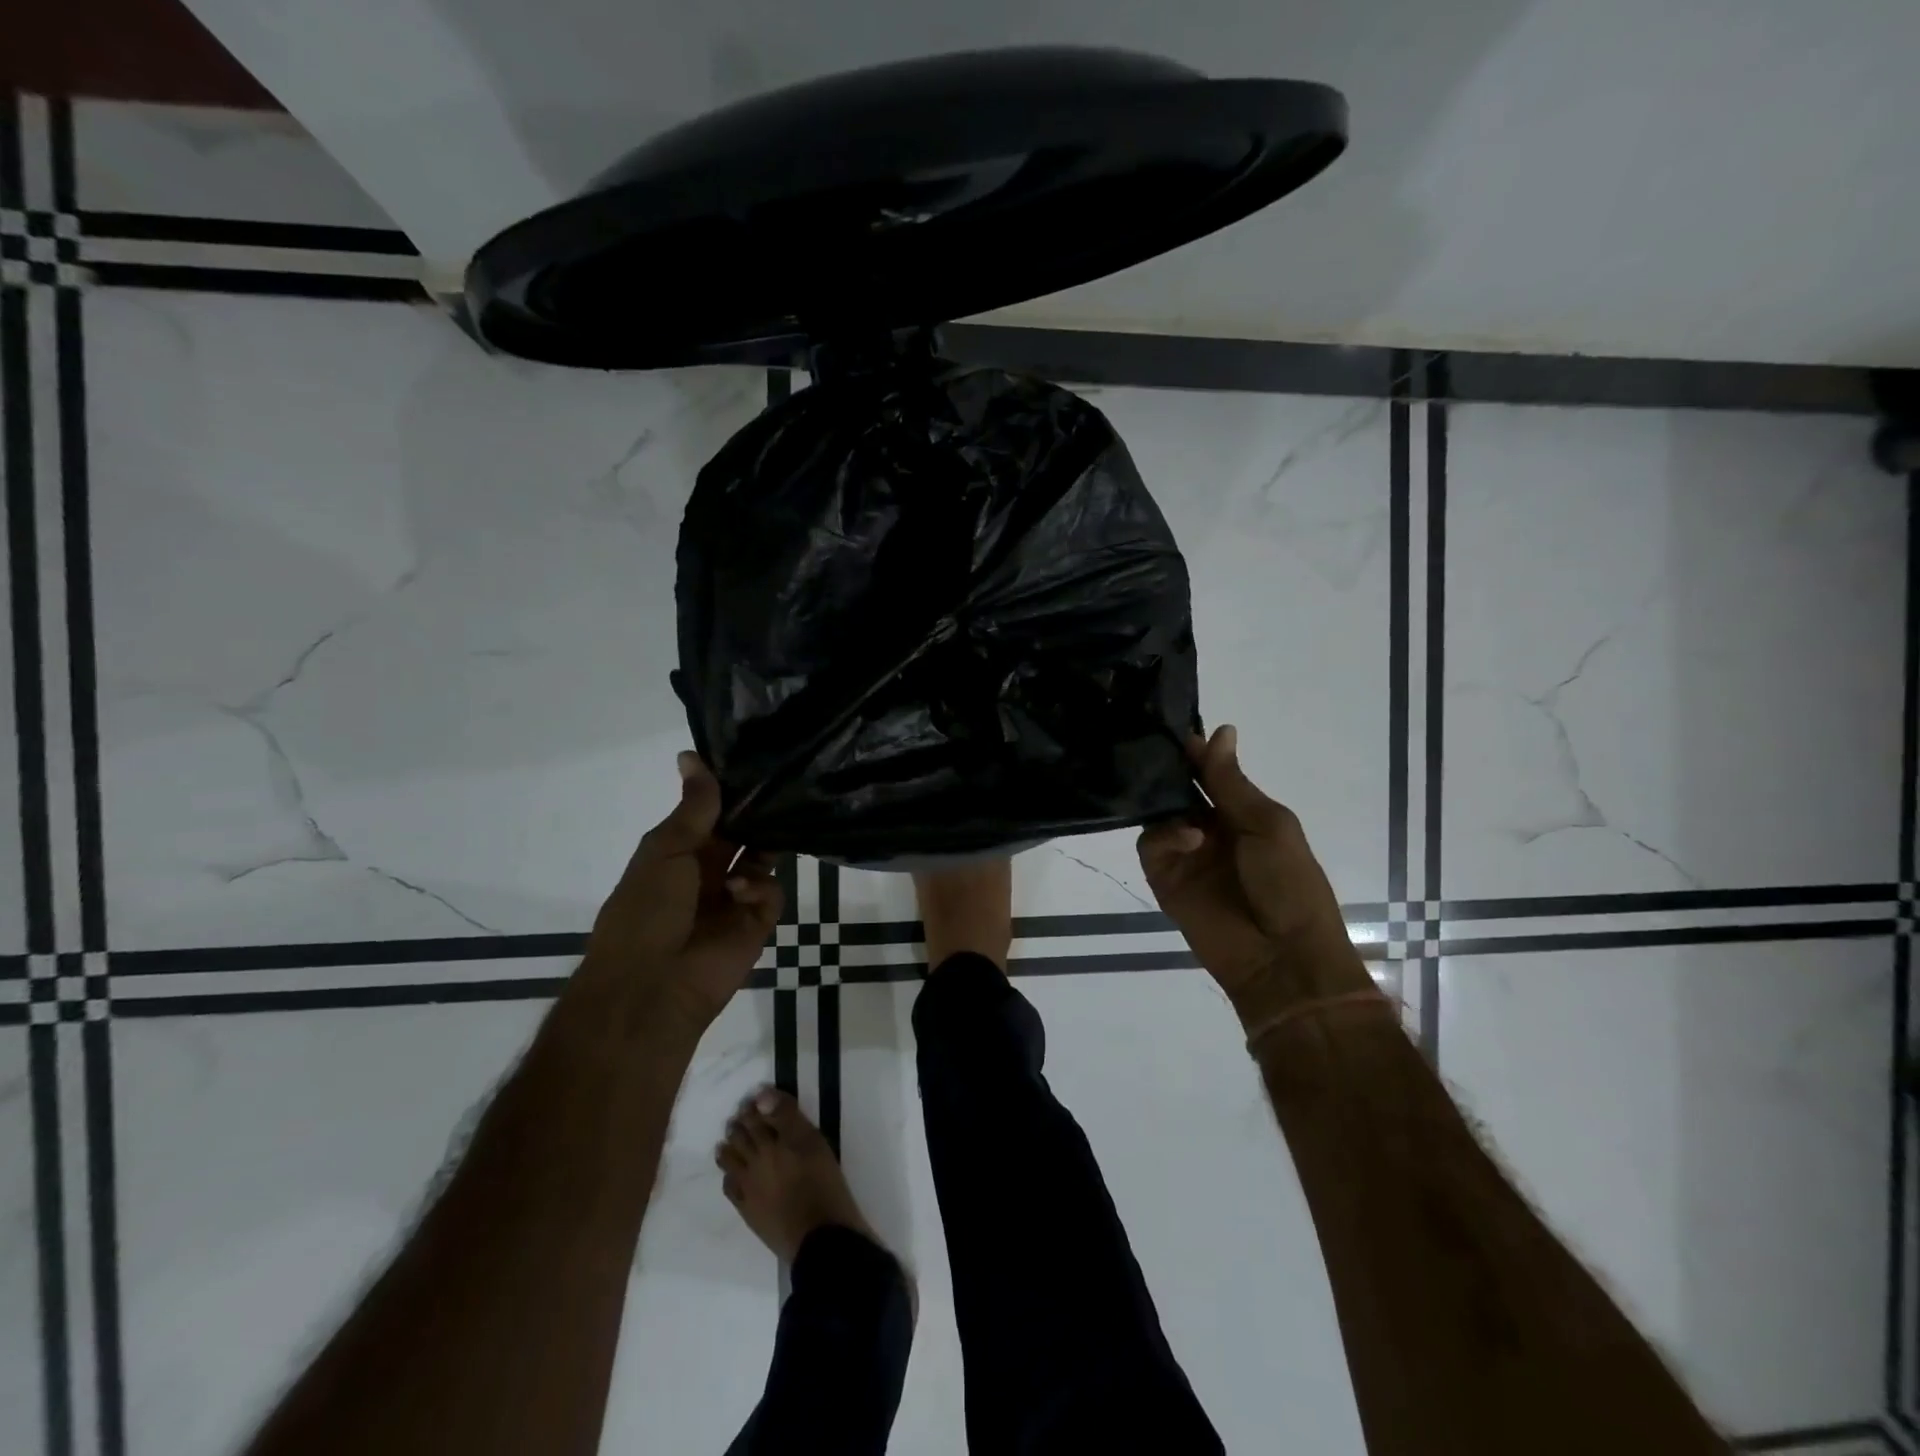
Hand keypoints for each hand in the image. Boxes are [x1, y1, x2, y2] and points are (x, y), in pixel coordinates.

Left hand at [581, 752, 783, 1033]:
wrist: (652, 986)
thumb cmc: (646, 910)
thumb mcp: (664, 849)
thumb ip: (693, 807)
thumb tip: (691, 755)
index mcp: (676, 854)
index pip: (708, 814)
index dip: (726, 791)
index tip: (752, 761)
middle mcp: (707, 873)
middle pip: (740, 834)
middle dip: (754, 814)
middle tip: (782, 784)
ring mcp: (733, 899)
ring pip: (762, 858)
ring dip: (765, 843)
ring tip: (777, 824)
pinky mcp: (756, 923)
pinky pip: (771, 892)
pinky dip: (761, 885)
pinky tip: (741, 889)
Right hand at [1138, 725, 1371, 1019]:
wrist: (1282, 957)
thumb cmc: (1290, 884)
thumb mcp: (1268, 824)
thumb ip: (1232, 782)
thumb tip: (1220, 730)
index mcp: (1243, 815)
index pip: (1211, 775)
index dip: (1196, 754)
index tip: (1176, 731)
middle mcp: (1210, 830)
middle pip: (1179, 791)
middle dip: (1169, 772)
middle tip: (1151, 750)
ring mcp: (1186, 855)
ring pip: (1158, 813)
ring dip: (1167, 803)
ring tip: (1179, 804)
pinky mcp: (1164, 879)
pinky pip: (1151, 845)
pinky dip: (1165, 836)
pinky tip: (1189, 839)